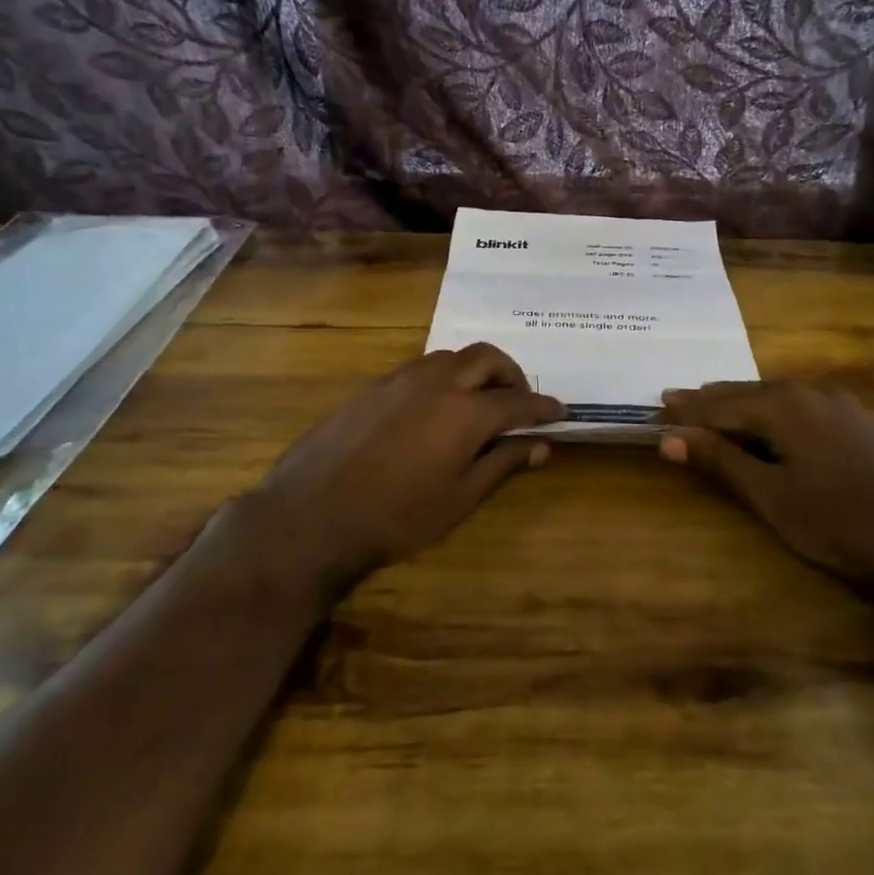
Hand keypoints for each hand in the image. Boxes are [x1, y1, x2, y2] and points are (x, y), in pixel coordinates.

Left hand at [242, 343, 561, 594]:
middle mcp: (438, 383)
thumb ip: (503, 464)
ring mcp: (401, 379)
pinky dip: (443, 378)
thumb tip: (540, 445)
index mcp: (467, 412)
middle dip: (511, 374)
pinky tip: (434, 408)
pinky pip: (420, 368)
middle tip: (519, 400)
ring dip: (475, 371)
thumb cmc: (397, 517)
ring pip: (451, 357)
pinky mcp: (374, 386)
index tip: (559, 412)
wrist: (313, 515)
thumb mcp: (460, 498)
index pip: (519, 401)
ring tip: (478, 401)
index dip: (543, 407)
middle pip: (487, 358)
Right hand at [657, 381, 873, 587]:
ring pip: (776, 396)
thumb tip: (670, 438)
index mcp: (785, 406)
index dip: (688, 411)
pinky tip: (769, 419)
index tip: (656, 408)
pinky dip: (772, 410)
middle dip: (710, 399)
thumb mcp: (770, 495)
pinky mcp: (858, 424)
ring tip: (712, 404)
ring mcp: (840, 406)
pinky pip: (800, 406)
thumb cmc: (837, 522)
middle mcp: (811, 394)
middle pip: (748, 393)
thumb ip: (721, 462)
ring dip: (741, 402)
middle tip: (674, 398)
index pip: (722, 405)